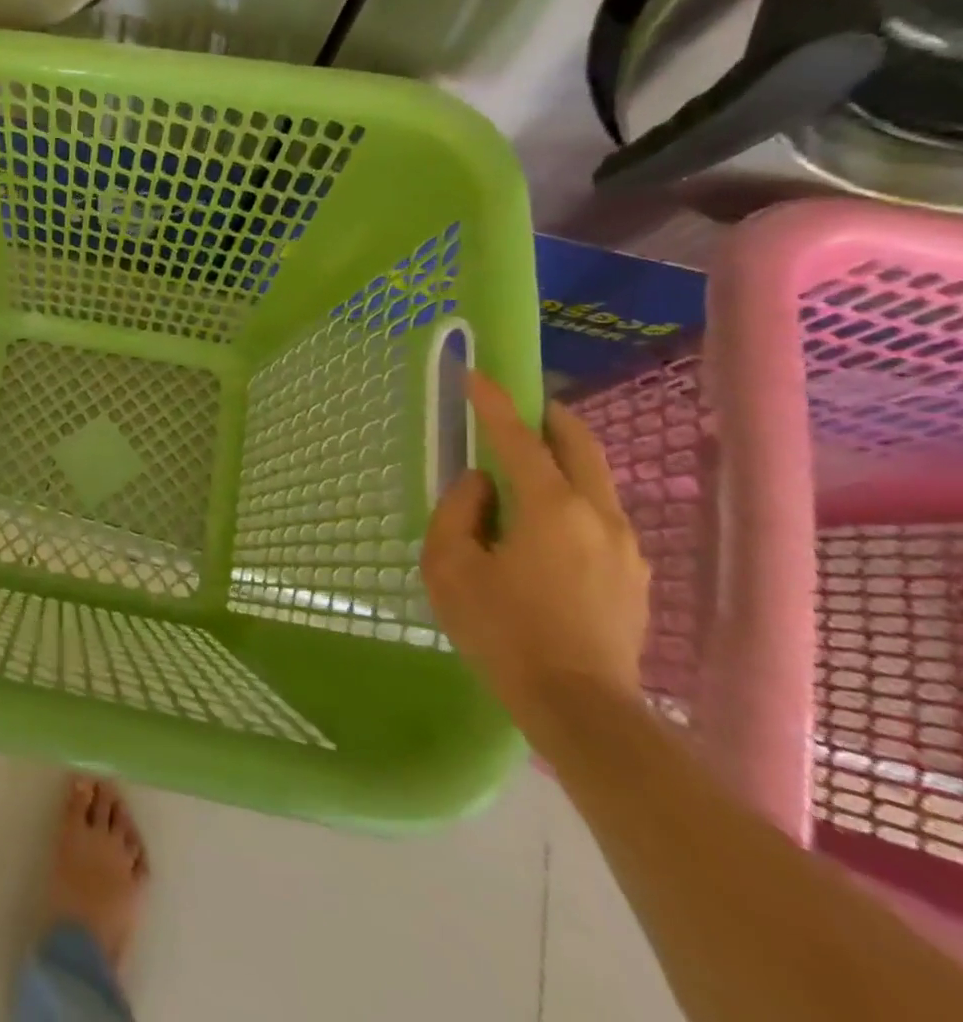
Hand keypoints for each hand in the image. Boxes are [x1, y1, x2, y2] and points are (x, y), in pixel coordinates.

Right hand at [421, 371, 651, 745]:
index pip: (519, 437)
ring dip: (561, 457)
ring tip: (524, 466)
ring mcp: (624, 544)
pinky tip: (543, 521)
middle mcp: (597, 513)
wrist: (579, 707)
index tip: (476, 374)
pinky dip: (571, 494)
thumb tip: (482, 485)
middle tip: (516, 407)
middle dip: (548, 415)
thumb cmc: (501, 631)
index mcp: (550, 506)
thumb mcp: (450, 566)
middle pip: (580, 443)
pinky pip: (599, 512)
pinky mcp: (632, 573)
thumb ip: (459, 511)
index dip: (494, 401)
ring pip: (595, 478)